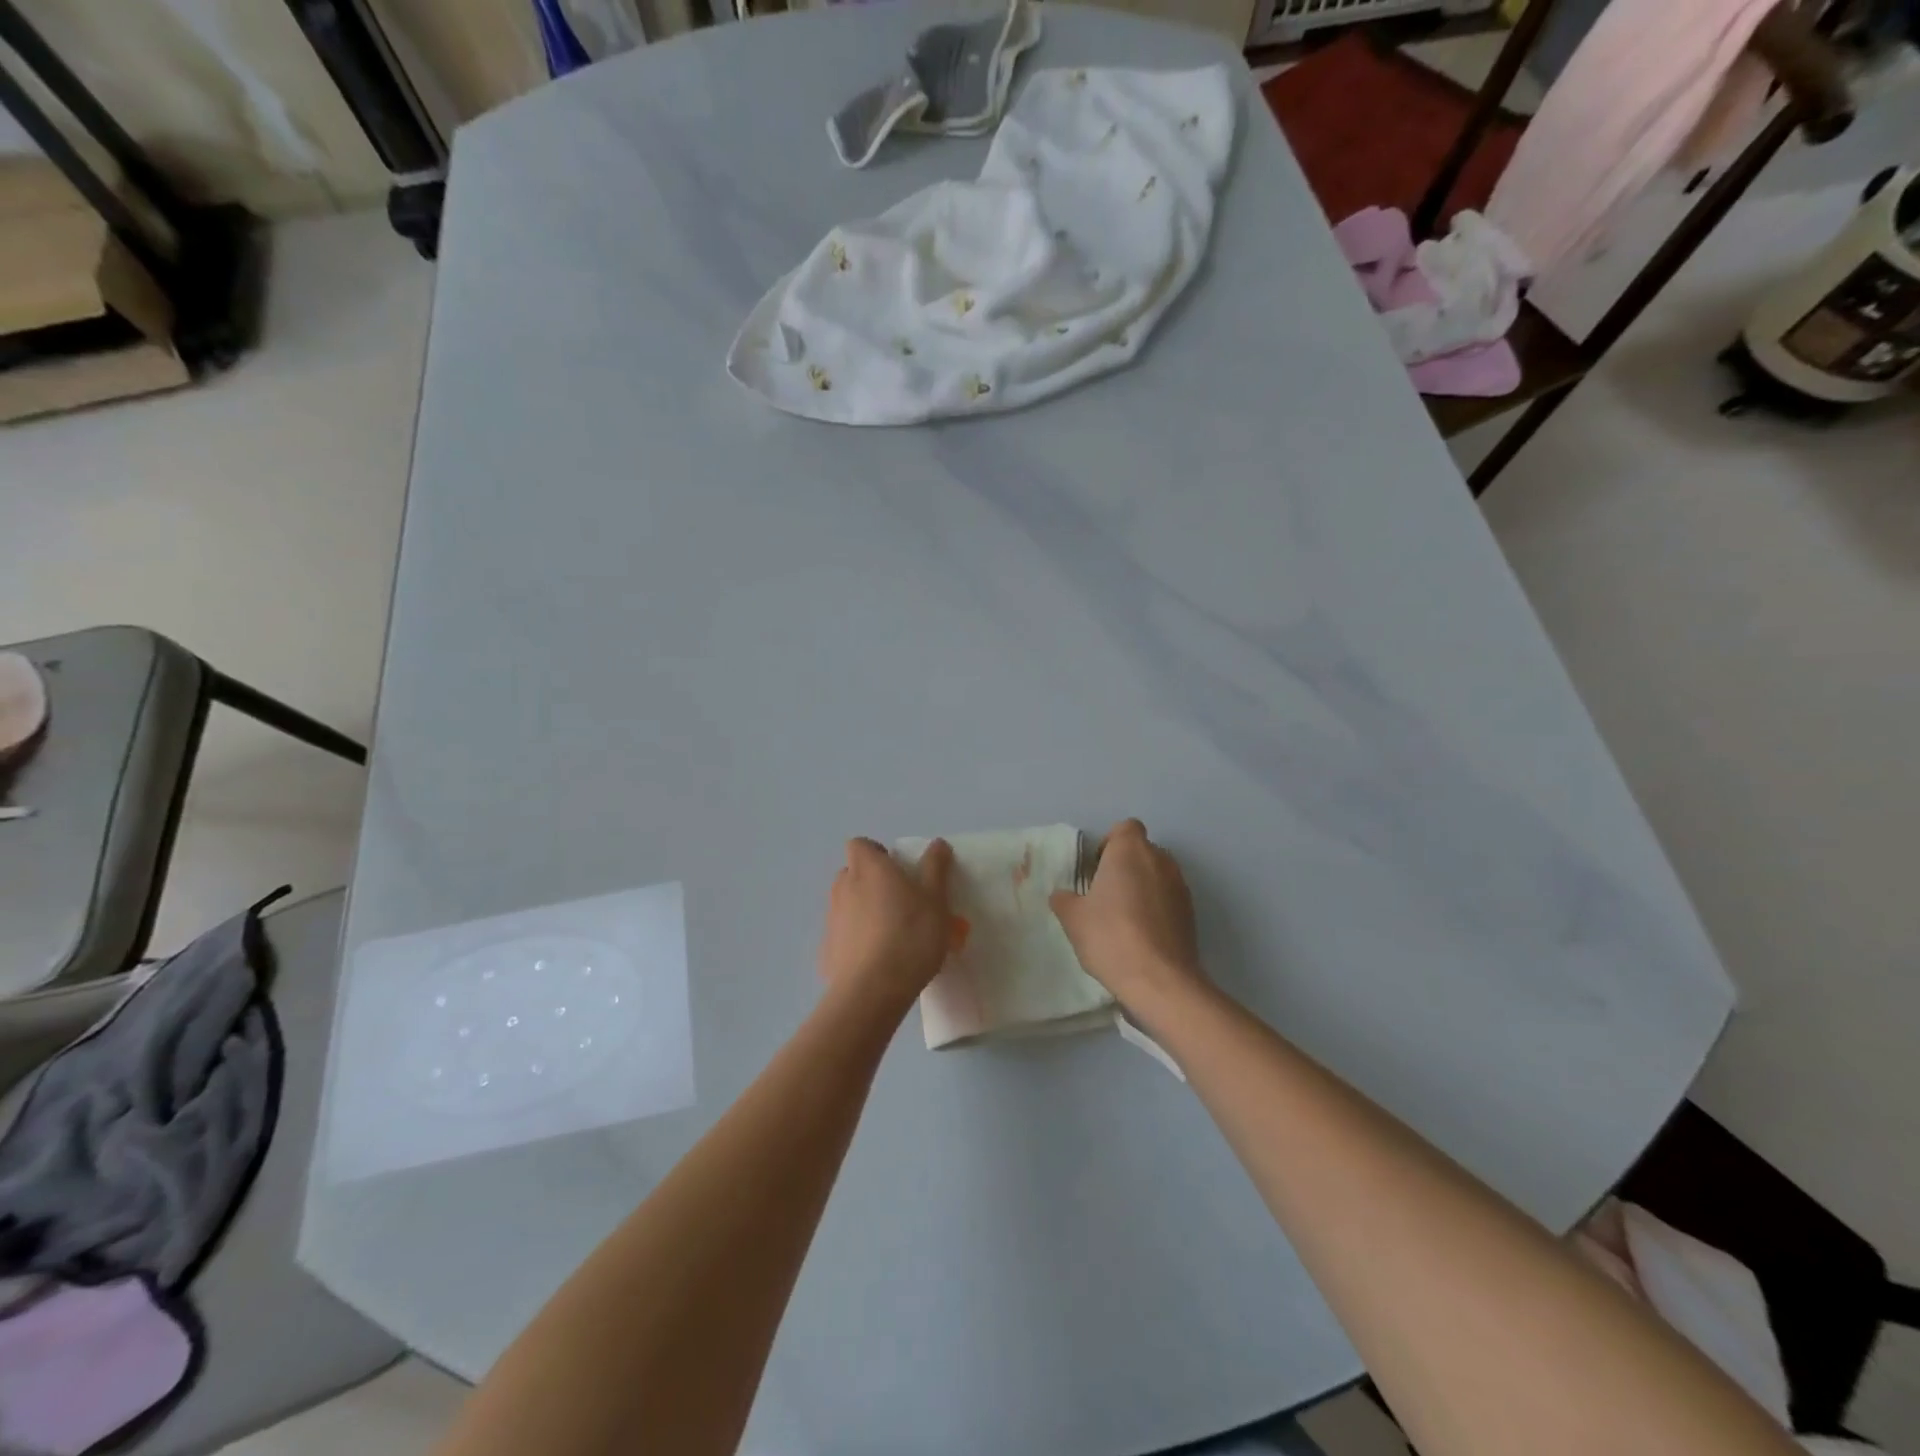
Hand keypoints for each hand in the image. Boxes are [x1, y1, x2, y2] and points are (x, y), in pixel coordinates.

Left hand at [818, 837, 954, 1013]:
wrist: (873, 990)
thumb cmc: (911, 935)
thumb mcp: (935, 899)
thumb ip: (935, 868)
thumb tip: (937, 844)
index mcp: (868, 868)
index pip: (860, 845)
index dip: (877, 853)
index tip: (898, 870)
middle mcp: (843, 887)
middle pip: (852, 873)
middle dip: (871, 882)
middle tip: (900, 902)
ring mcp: (832, 919)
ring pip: (847, 905)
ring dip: (864, 910)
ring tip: (891, 934)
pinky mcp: (826, 950)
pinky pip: (843, 935)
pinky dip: (856, 940)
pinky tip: (877, 960)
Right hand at [1050, 819, 1204, 1011]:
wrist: (1160, 979)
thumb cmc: (1110, 936)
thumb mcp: (1073, 918)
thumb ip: (1064, 899)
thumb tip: (1063, 895)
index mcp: (1130, 851)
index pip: (1125, 828)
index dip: (1110, 843)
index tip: (1097, 869)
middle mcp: (1160, 860)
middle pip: (1142, 851)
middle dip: (1125, 866)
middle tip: (1105, 894)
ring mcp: (1180, 886)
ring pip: (1157, 874)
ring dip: (1143, 887)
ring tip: (1124, 917)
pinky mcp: (1192, 912)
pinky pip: (1169, 898)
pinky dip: (1157, 908)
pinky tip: (1142, 935)